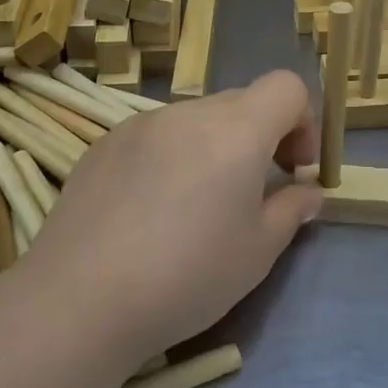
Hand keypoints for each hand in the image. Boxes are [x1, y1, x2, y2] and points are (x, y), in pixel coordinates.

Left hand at [28, 71, 321, 365]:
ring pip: (195, 119)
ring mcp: (140, 125)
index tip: (293, 168)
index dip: (303, 120)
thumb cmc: (187, 276)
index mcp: (236, 130)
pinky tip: (149, 210)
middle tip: (253, 190)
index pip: (286, 87)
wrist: (80, 300)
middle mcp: (188, 113)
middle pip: (242, 102)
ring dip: (213, 146)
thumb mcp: (258, 251)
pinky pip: (155, 136)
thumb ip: (292, 209)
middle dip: (261, 136)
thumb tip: (307, 191)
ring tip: (195, 205)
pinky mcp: (103, 144)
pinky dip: (170, 157)